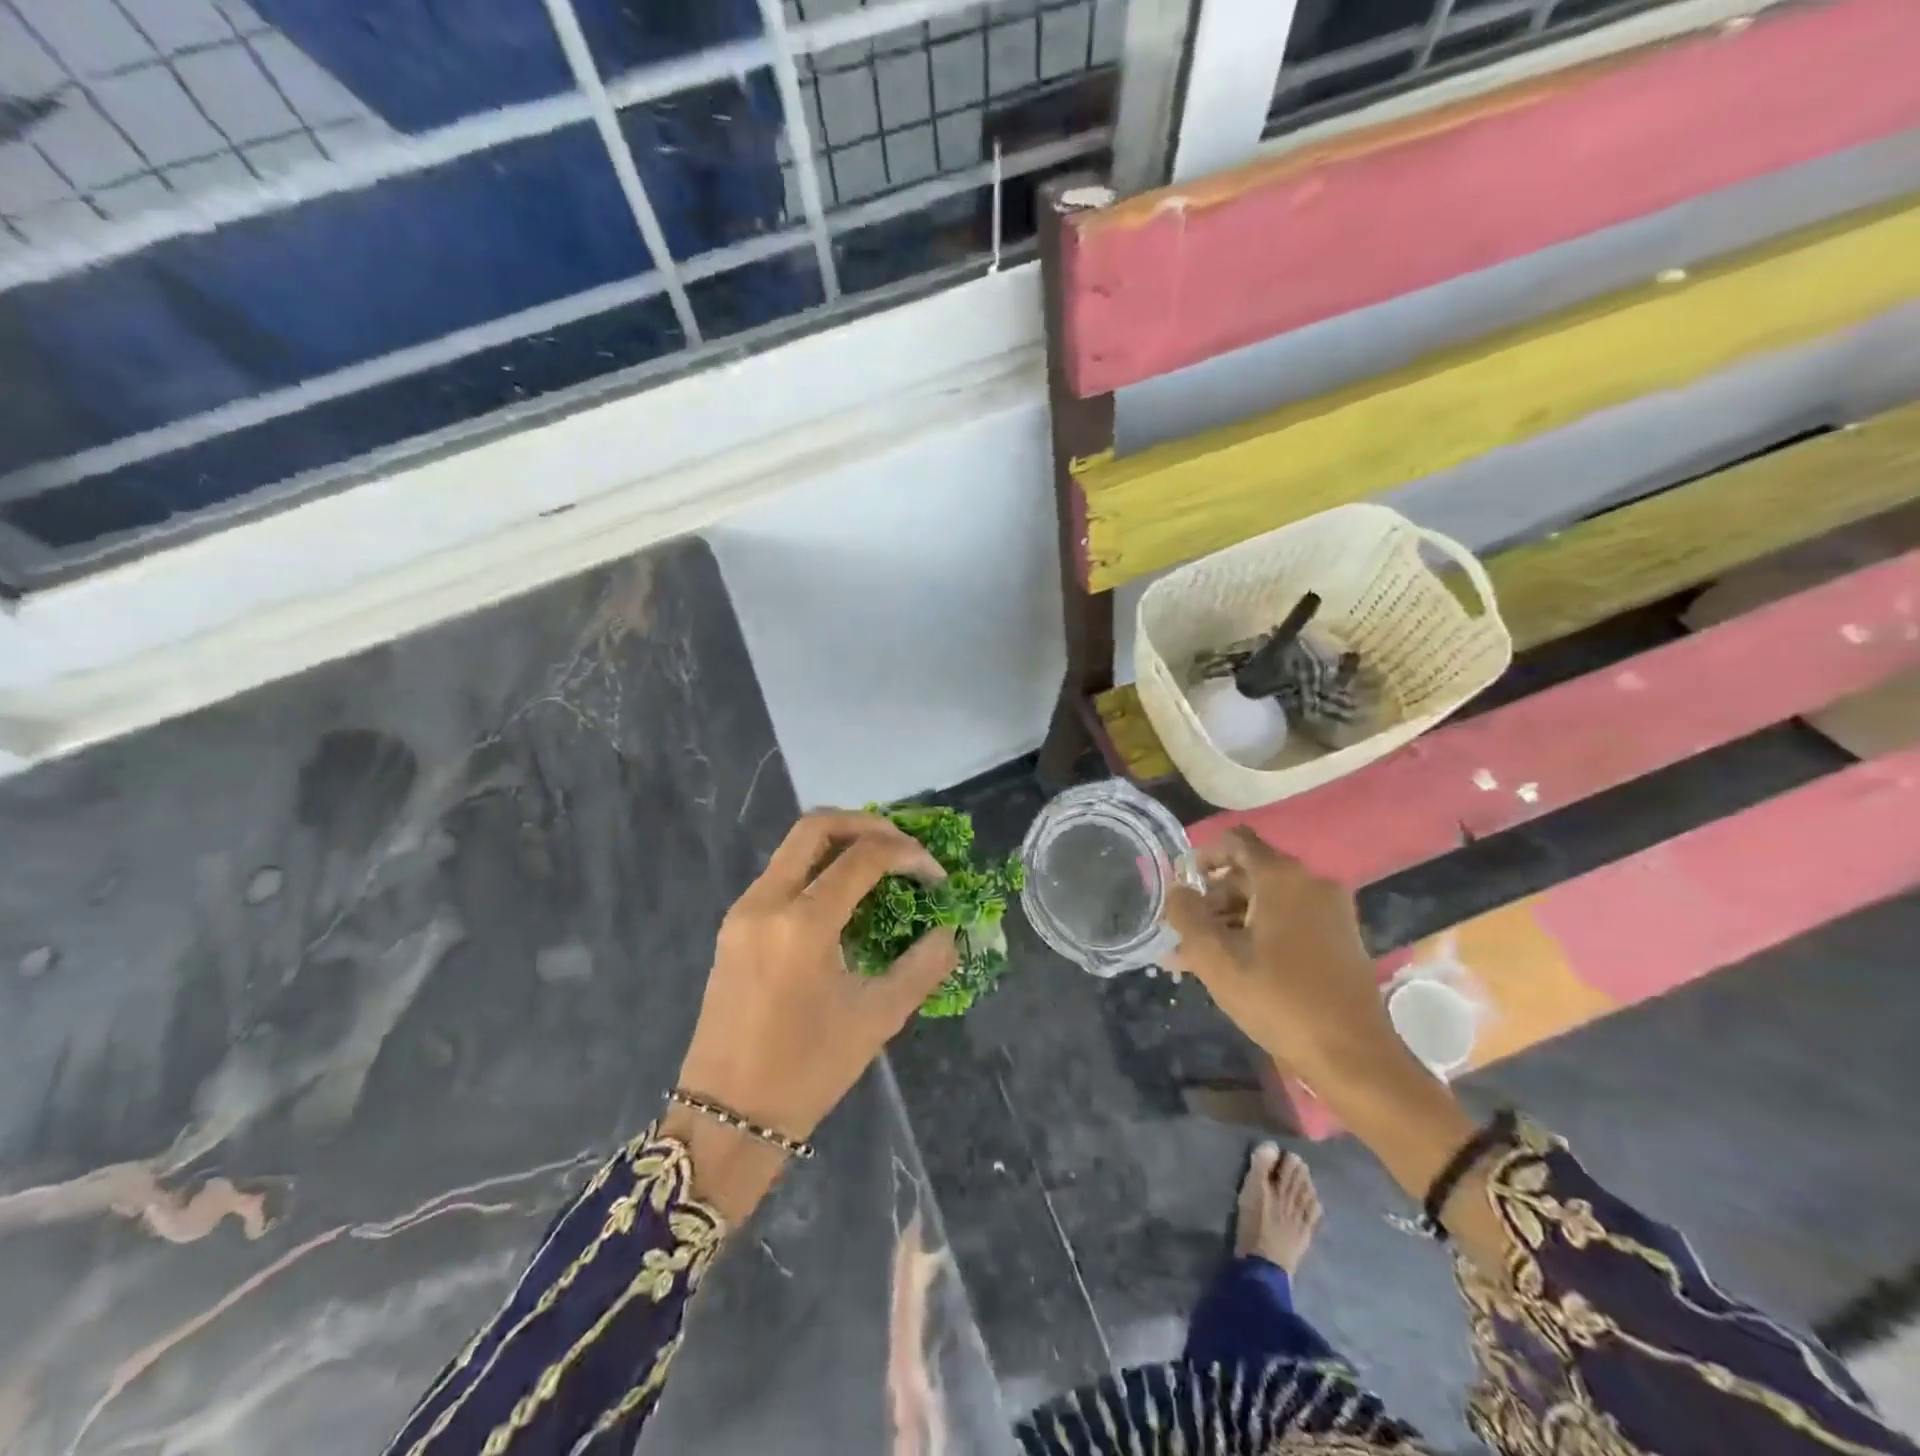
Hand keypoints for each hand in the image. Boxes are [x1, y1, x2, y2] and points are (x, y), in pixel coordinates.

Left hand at [677, 810, 958, 1145]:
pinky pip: (781, 874)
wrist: (725, 1117)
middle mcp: (766, 901)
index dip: (908, 854)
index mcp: (802, 923)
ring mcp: (743, 911)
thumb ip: (923, 966)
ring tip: (881, 867)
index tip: (936, 876)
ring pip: (794, 846)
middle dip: (868, 824)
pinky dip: (817, 868)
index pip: (863, 856)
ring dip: (841, 844)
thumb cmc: (806, 1072)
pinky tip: (845, 898)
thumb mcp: (877, 1018)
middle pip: (817, 826)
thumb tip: (950, 932)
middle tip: (904, 847)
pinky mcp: (733, 926)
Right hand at [1166, 828, 1399, 1083]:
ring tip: (1199, 958)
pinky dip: (1258, 934)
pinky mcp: (1341, 939)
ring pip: (1267, 902)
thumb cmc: (1278, 999)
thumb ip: (1186, 915)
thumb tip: (1177, 891)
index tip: (1181, 887)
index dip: (1202, 857)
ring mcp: (1331, 912)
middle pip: (1249, 874)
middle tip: (1183, 934)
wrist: (1354, 1056)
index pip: (1235, 841)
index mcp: (1282, 877)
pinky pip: (1288, 921)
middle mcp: (1311, 883)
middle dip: (1211, 900)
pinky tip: (1234, 968)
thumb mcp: (1215, 958)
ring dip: (1230, 922)